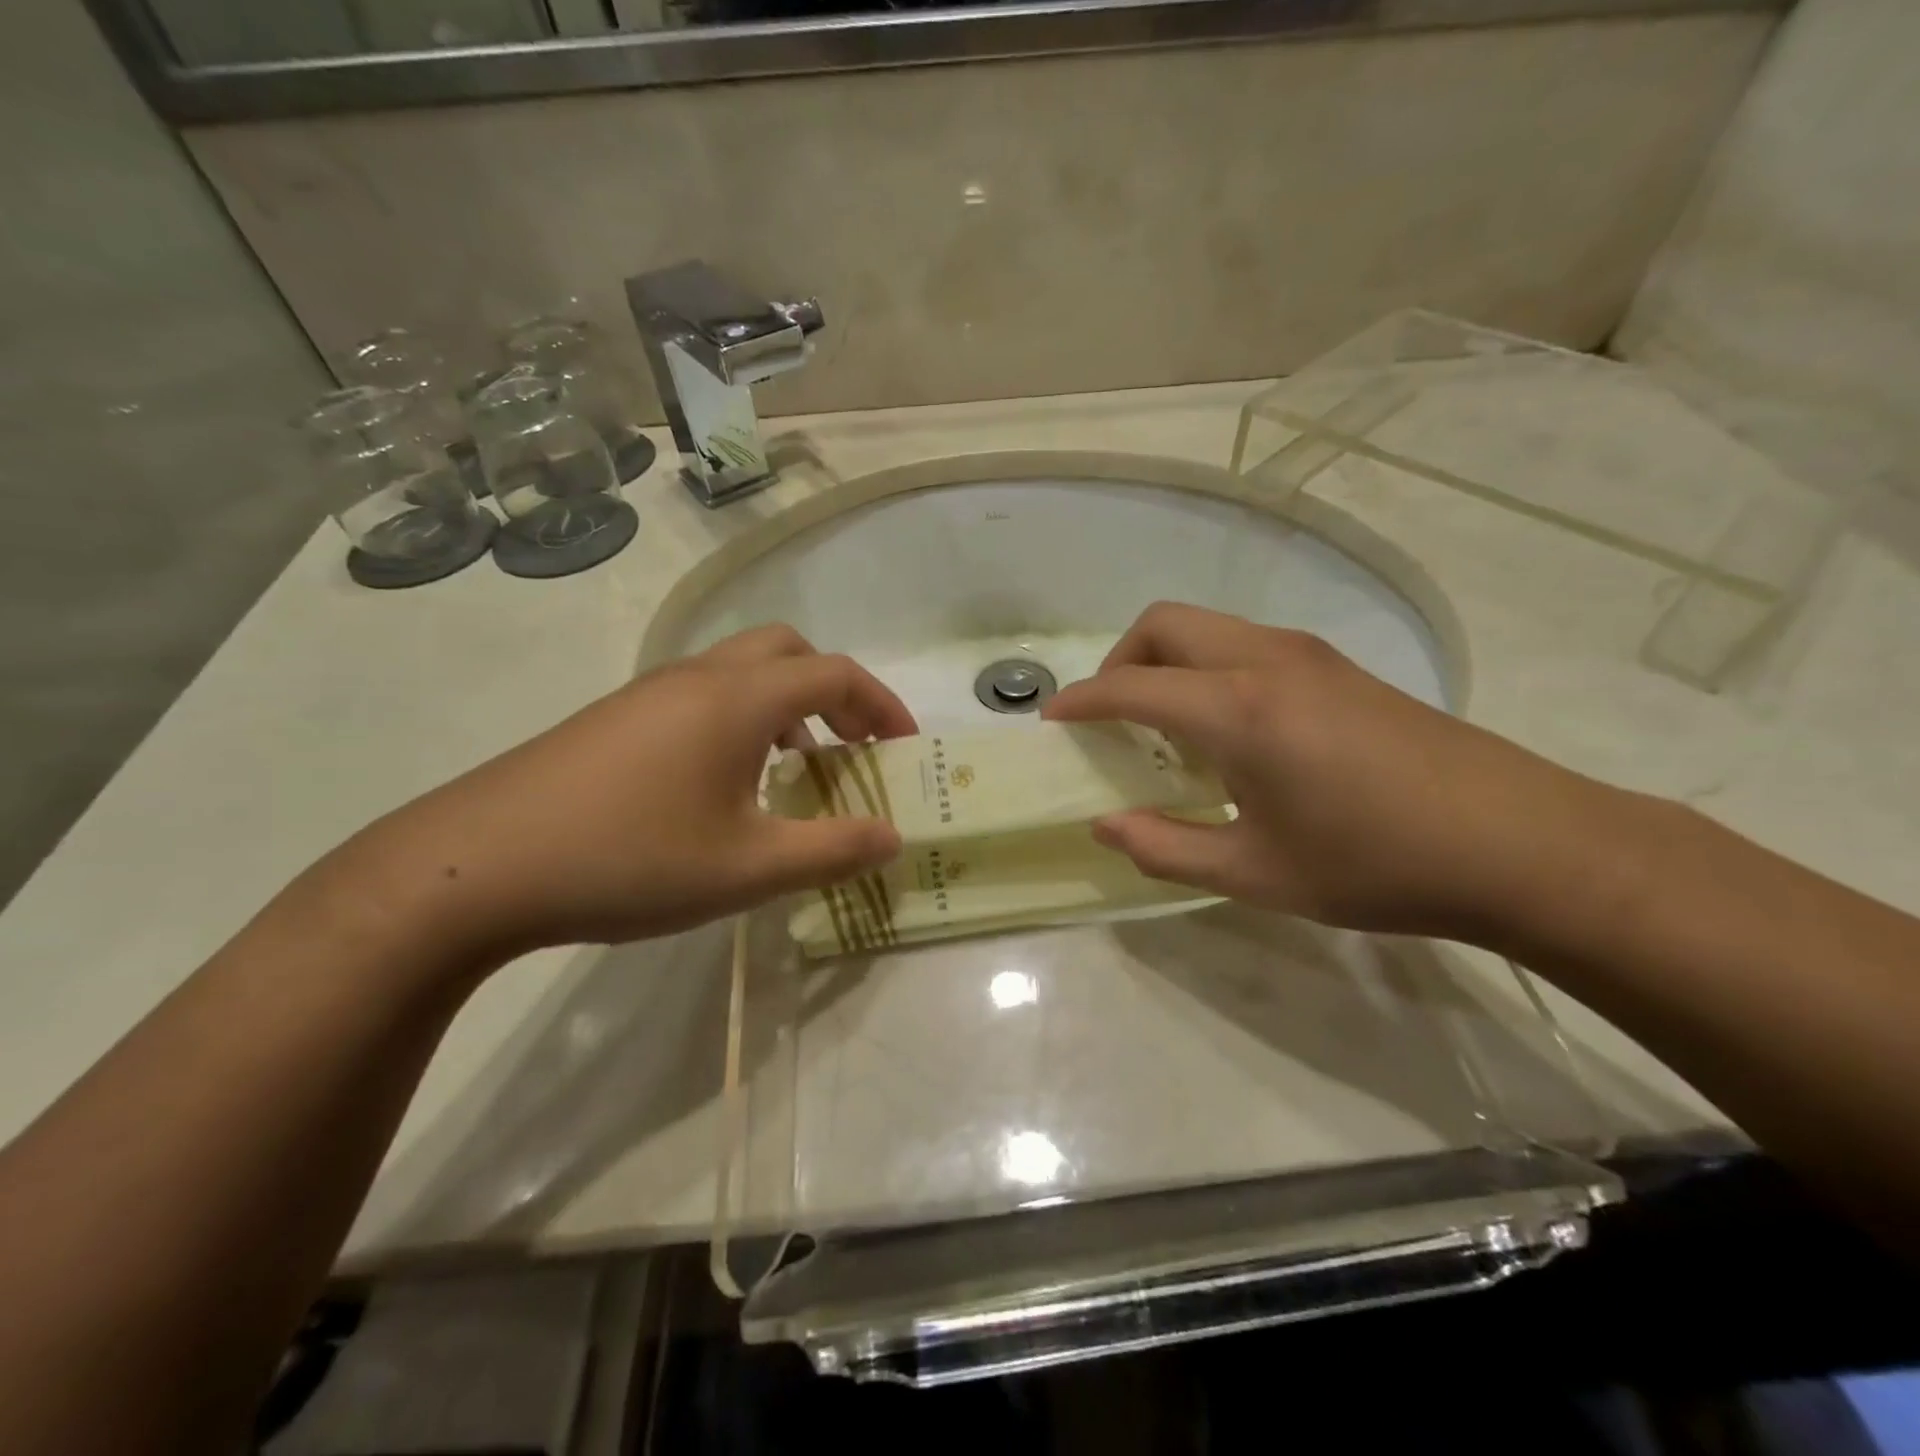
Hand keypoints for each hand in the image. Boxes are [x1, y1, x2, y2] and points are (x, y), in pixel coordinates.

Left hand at [328, 625, 916, 964]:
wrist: (473, 867)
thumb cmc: (628, 860)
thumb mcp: (747, 867)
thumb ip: (832, 850)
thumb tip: (893, 836)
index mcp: (738, 698)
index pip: (834, 674)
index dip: (881, 705)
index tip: (905, 748)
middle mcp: (697, 677)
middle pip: (788, 651)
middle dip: (835, 691)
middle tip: (854, 746)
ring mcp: (648, 692)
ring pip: (741, 671)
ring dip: (787, 705)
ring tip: (797, 768)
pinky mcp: (615, 718)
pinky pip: (702, 695)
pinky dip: (742, 718)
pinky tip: (726, 783)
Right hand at [1042, 602, 1625, 939]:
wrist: (1521, 843)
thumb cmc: (1377, 864)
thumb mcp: (1256, 874)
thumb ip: (1166, 848)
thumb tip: (1105, 825)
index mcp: (1238, 709)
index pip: (1131, 685)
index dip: (1080, 702)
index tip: (1052, 722)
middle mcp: (1266, 660)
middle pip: (1163, 624)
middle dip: (1119, 662)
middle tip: (1109, 720)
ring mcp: (1308, 654)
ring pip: (1206, 626)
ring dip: (1165, 661)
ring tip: (1164, 728)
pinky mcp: (1338, 665)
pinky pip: (1243, 644)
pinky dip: (1206, 667)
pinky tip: (1227, 730)